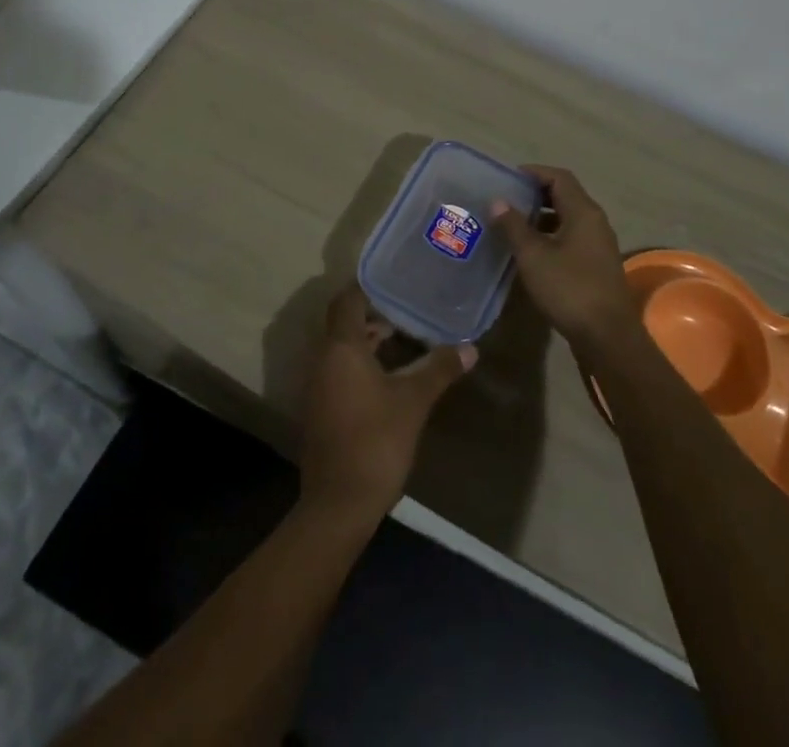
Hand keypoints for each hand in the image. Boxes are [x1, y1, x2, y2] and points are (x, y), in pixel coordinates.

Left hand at [300, 285, 476, 521]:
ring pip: (341, 349)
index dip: (367, 287)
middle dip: (371, 314)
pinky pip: (338, 371)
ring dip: (366, 342)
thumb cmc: (376, 440)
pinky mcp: (321, 410)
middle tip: (406, 310)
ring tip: (402, 341)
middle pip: (343, 323)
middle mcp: (323, 360)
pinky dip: (359, 364)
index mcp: (341, 348)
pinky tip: (388, 377)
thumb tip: (470, 347)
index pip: (346, 300)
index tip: (394, 282)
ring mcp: (318, 387)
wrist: (339, 504)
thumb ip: (439, 369)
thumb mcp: (414, 401)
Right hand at [491, 165, 639, 355]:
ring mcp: (599, 244)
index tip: (508, 179)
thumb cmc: (569, 288)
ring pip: (568, 218)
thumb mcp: (533, 256)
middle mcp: (595, 221)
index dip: (534, 173)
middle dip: (536, 195)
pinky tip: (531, 252)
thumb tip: (498, 201)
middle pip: (565, 195)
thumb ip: (514, 226)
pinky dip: (552, 236)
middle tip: (507, 201)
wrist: (607, 335)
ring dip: (542, 218)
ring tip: (513, 225)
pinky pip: (572, 238)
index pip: (559, 177)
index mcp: (583, 211)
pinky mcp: (597, 264)